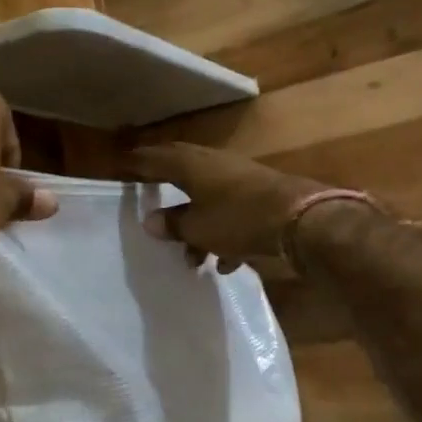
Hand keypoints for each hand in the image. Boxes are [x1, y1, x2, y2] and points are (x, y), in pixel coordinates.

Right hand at [126, 143, 331, 271]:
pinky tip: (225, 261)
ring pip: (206, 196)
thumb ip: (172, 224)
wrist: (302, 219)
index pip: (153, 159)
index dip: (135, 165)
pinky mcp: (259, 194)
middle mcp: (212, 163)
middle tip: (146, 193)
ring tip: (191, 258)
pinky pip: (230, 211)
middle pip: (180, 170)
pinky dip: (222, 233)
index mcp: (190, 165)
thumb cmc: (239, 219)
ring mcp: (238, 177)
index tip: (118, 168)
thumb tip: (151, 221)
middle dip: (163, 185)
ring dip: (195, 224)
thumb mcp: (198, 228)